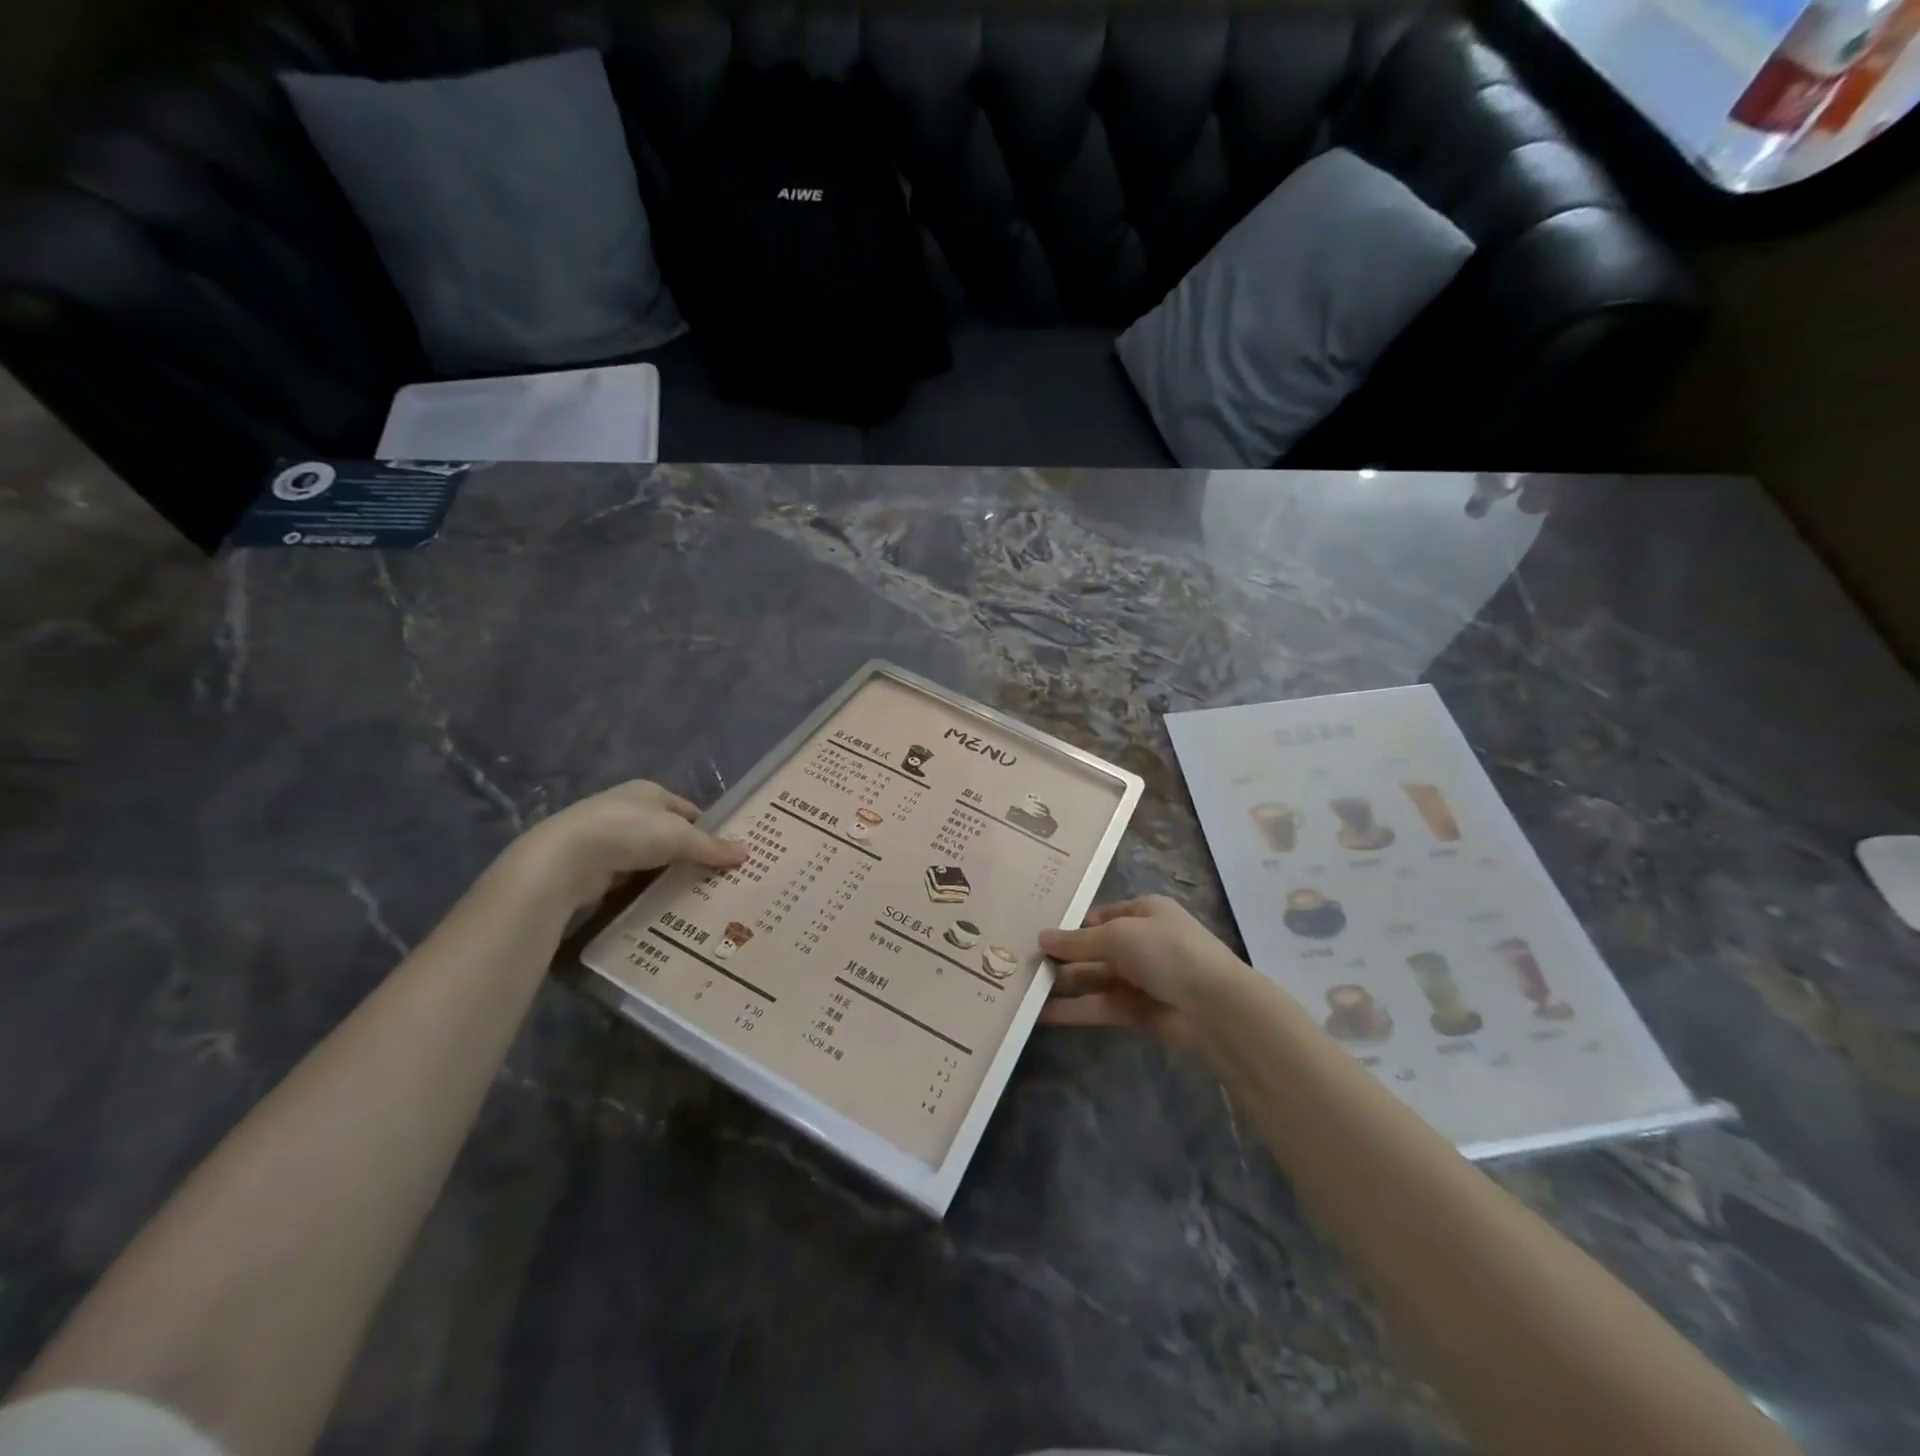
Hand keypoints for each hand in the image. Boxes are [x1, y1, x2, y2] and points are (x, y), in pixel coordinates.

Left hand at [509, 781, 745, 908]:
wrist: (565, 860)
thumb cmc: (629, 833)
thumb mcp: (680, 837)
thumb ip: (712, 847)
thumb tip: (747, 853)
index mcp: (649, 791)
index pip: (688, 809)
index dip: (708, 829)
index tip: (726, 853)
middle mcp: (628, 809)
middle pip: (668, 832)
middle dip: (688, 853)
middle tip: (715, 878)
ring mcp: (607, 837)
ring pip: (648, 856)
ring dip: (665, 872)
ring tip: (691, 894)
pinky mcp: (592, 865)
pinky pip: (629, 876)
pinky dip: (643, 888)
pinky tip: (659, 903)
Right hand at [1037, 895, 1250, 1048]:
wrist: (1215, 1007)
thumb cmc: (1167, 952)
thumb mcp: (1117, 936)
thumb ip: (1077, 941)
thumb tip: (1042, 938)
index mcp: (1146, 911)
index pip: (1102, 915)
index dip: (1072, 925)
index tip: (1039, 935)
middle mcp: (1144, 942)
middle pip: (1097, 948)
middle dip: (1064, 957)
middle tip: (1025, 964)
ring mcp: (1144, 978)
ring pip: (1097, 979)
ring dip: (1066, 984)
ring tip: (1026, 990)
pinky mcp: (1141, 1012)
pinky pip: (1103, 1006)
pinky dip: (1077, 1010)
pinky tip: (1044, 1014)